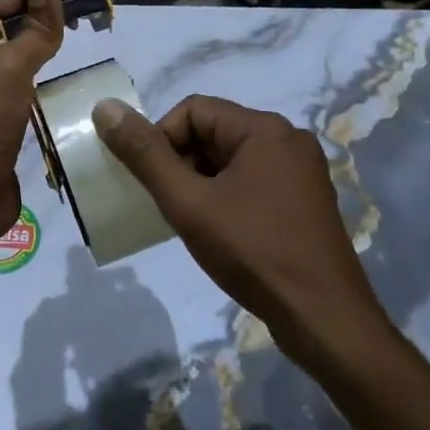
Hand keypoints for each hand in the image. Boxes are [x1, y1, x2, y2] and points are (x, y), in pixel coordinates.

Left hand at [0, 0, 63, 251]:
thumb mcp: (9, 70)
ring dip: (29, 60)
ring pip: (3, 72)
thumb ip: (31, 32)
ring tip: (63, 56)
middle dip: (26, 28)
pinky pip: (10, 100)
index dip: (18, 0)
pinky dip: (30, 91)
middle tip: (64, 27)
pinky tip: (52, 96)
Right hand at [91, 94, 391, 360]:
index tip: (155, 184)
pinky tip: (219, 232)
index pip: (193, 110)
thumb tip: (105, 108)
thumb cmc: (253, 252)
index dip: (162, 140)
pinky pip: (251, 181)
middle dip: (181, 164)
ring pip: (230, 159)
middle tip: (171, 206)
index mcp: (265, 129)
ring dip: (201, 183)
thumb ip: (145, 154)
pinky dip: (225, 197)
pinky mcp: (304, 200)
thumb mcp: (188, 203)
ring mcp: (301, 172)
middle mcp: (288, 140)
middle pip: (213, 132)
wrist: (324, 320)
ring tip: (193, 222)